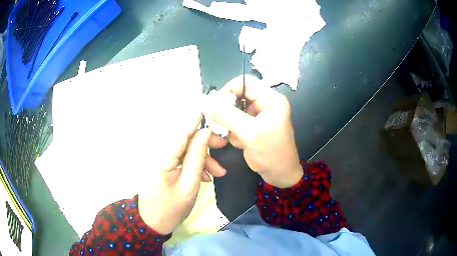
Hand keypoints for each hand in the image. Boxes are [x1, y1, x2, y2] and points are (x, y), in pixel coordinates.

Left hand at [138, 112, 226, 234]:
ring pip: (187, 151)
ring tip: (219, 173)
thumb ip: (197, 158)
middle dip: (206, 143)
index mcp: (165, 157)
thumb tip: (205, 134)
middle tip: (224, 147)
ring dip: (204, 158)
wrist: (153, 223)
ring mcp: (163, 161)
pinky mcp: (165, 167)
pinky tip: (206, 177)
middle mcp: (162, 154)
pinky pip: (183, 160)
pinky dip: (196, 166)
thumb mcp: (189, 185)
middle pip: (186, 140)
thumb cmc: (171, 208)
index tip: (207, 108)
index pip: (182, 132)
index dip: (194, 119)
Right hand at [203, 75, 302, 187]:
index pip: (246, 82)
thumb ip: (227, 116)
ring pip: (234, 110)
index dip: (228, 90)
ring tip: (239, 138)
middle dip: (229, 112)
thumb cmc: (272, 154)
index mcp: (271, 100)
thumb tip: (206, 101)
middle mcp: (265, 104)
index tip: (215, 105)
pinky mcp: (253, 126)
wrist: (280, 175)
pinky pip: (235, 122)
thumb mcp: (250, 134)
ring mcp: (259, 115)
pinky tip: (242, 143)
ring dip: (231, 125)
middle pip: (238, 96)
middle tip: (224, 126)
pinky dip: (234, 132)